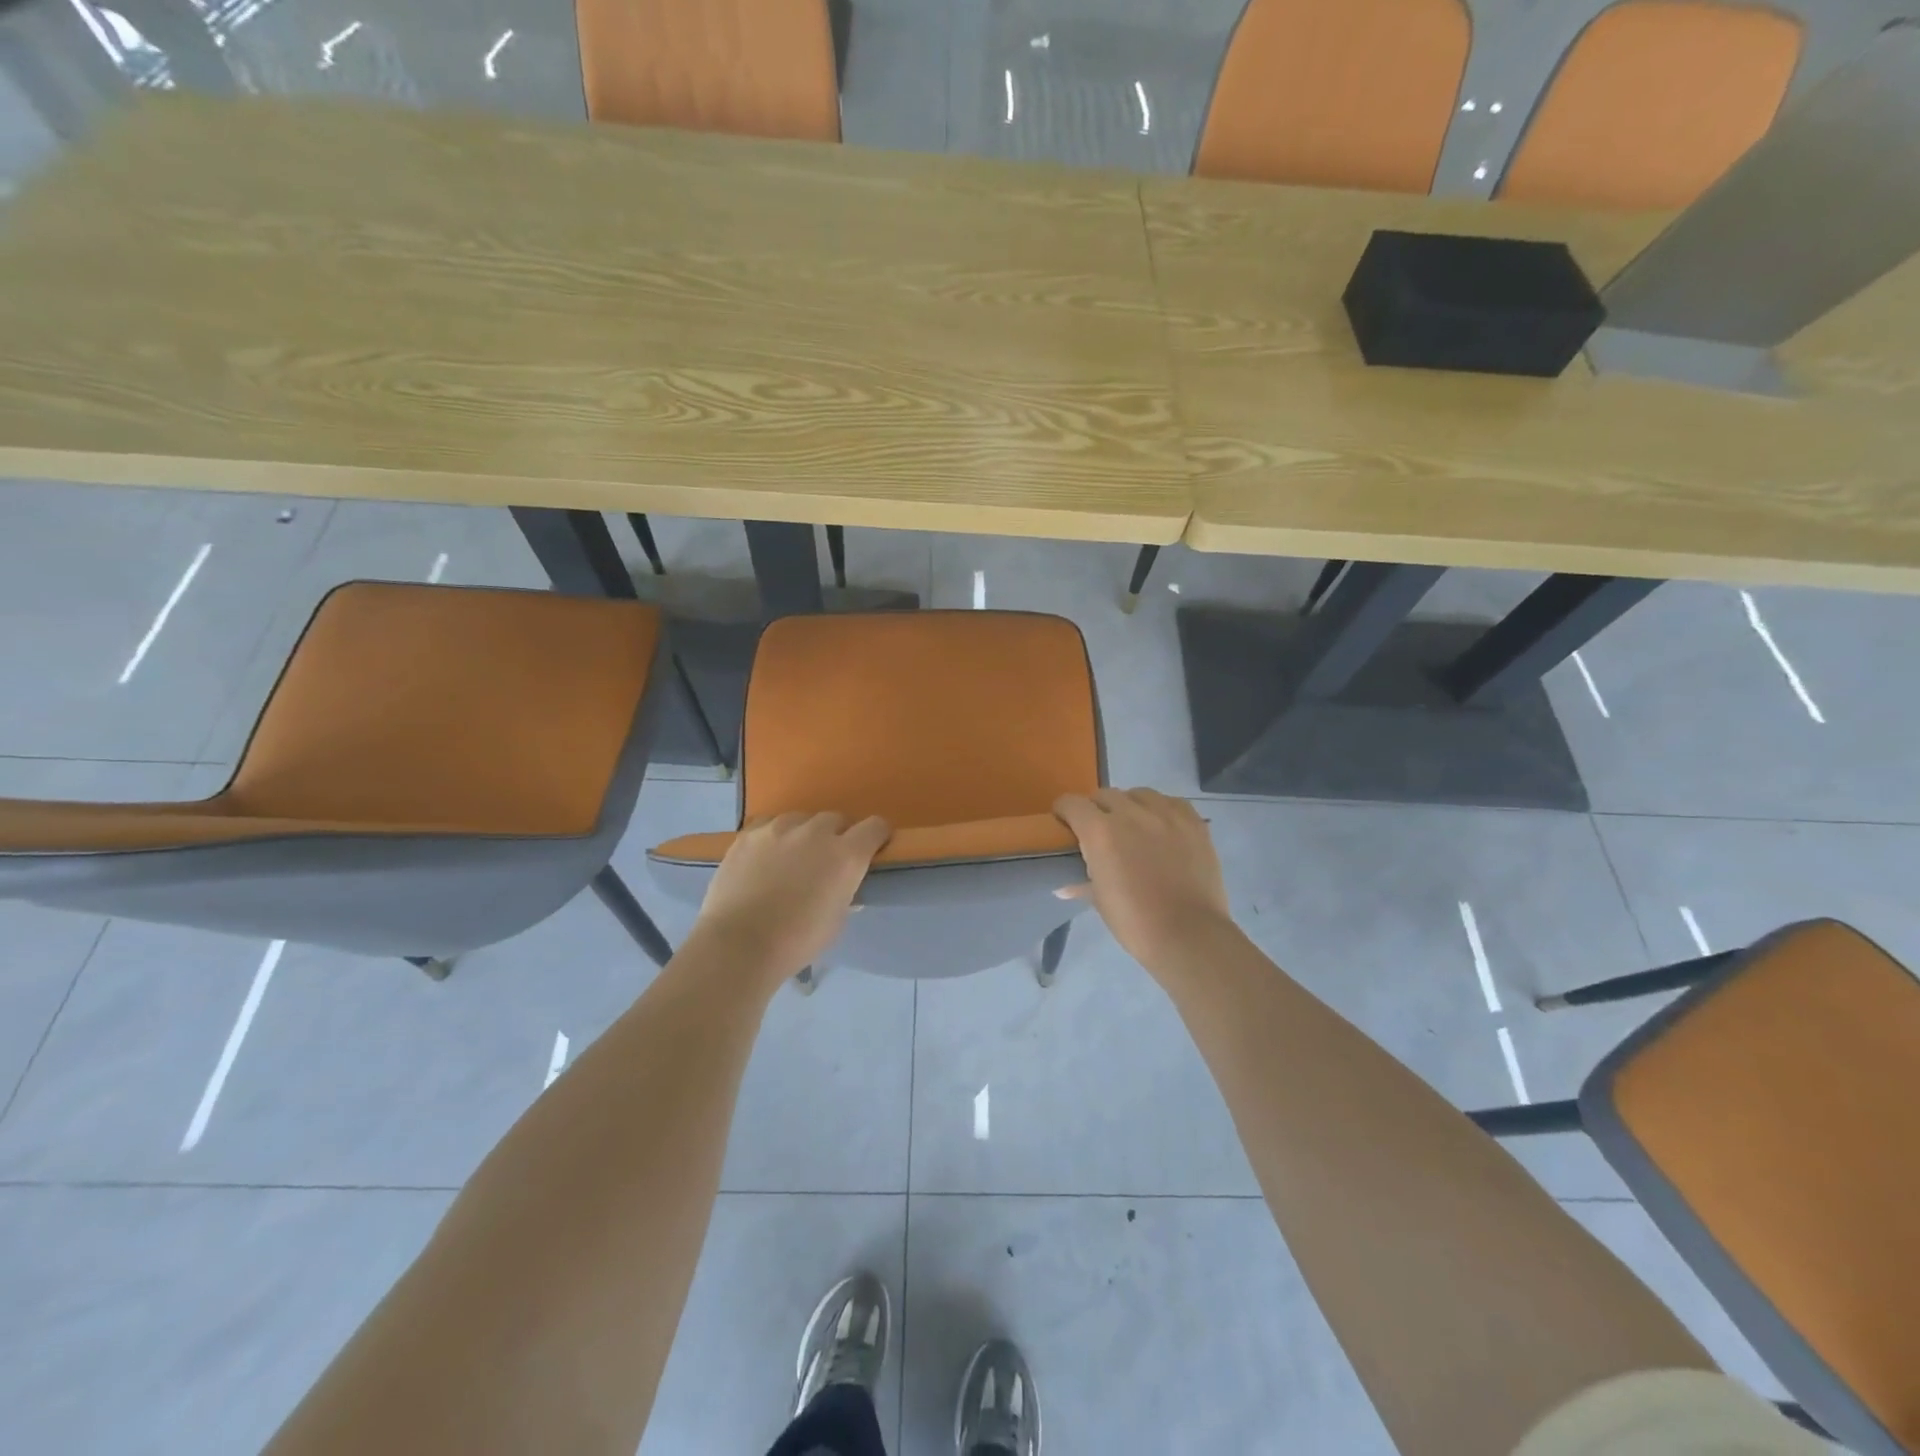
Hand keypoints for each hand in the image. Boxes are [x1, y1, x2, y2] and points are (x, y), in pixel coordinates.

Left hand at [688, 812, 890, 986]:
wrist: (739, 945)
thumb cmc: (797, 941)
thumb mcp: (836, 922)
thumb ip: (845, 895)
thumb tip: (845, 888)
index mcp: (846, 855)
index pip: (875, 826)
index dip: (876, 836)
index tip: (872, 849)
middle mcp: (816, 832)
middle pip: (836, 819)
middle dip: (837, 836)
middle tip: (827, 861)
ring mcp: (778, 829)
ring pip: (801, 819)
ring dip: (804, 834)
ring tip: (792, 858)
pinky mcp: (748, 834)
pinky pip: (769, 825)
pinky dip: (774, 836)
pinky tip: (765, 857)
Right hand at [1053, 788, 1236, 974]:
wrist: (1189, 935)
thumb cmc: (1135, 922)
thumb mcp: (1100, 901)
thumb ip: (1082, 883)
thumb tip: (1064, 886)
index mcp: (1100, 832)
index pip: (1072, 803)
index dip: (1064, 811)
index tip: (1065, 824)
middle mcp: (1130, 813)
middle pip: (1104, 795)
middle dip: (1097, 809)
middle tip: (1100, 831)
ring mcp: (1165, 814)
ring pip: (1139, 794)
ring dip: (1129, 806)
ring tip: (1133, 827)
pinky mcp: (1193, 821)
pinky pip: (1171, 802)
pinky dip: (1161, 810)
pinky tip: (1162, 827)